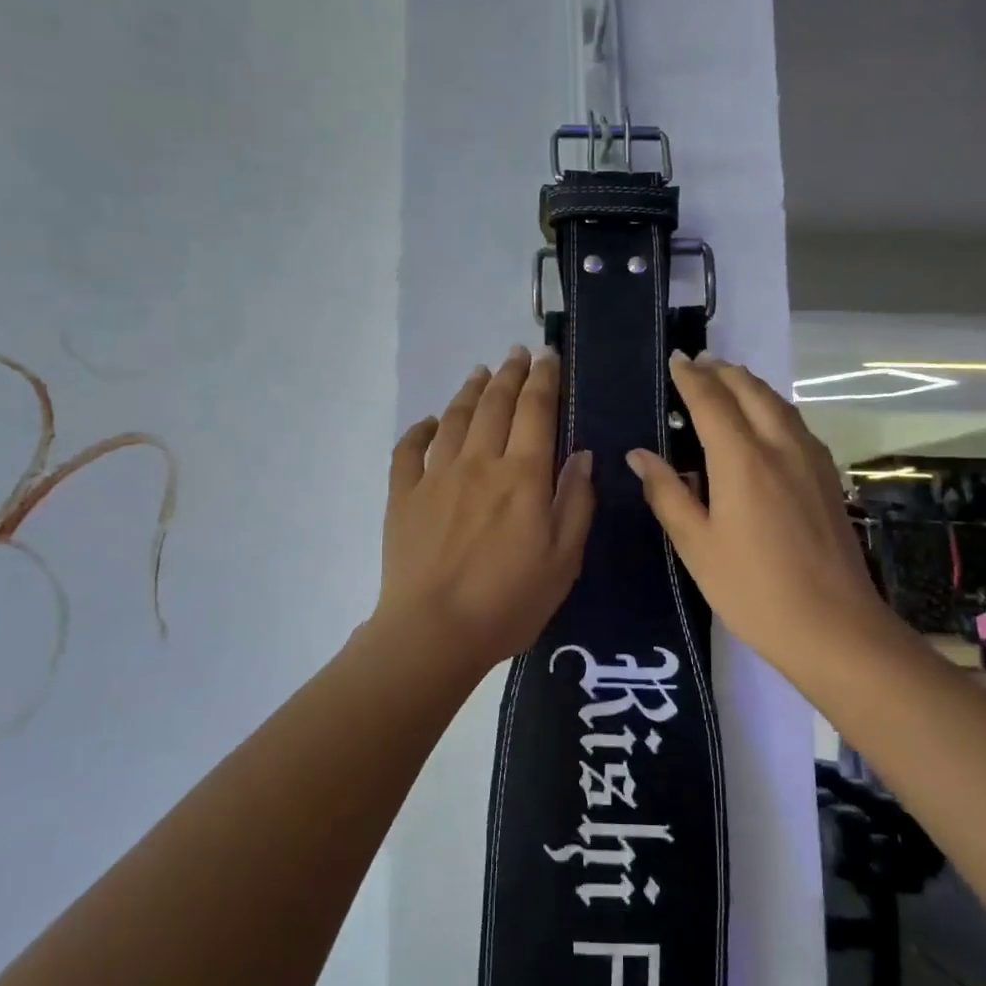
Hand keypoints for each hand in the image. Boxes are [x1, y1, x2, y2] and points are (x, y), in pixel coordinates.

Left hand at [374, 346, 595, 673]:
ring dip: (470, 391)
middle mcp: (479, 463)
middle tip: (517, 353)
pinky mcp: (402, 495)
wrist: (433, 632)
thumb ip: (576, 503)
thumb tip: (583, 455)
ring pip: (454, 419)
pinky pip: (409, 450)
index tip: (549, 358)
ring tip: (480, 373)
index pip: (536, 412)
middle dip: (510, 374)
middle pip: (495, 405)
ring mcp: (435, 476)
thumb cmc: (509, 603)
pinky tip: (430, 422)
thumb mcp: (563, 560)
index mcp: (522, 477)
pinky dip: (420, 429)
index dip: (544, 380)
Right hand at [626, 352, 882, 680]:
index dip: (691, 378)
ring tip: (729, 381)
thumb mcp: (696, 546)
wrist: (833, 626)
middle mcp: (780, 446)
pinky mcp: (828, 478)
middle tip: (699, 363)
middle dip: (723, 372)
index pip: (711, 402)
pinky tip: (767, 422)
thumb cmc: (752, 589)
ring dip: (751, 385)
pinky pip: (796, 424)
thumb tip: (639, 455)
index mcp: (742, 460)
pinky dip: (773, 407)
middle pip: (751, 391)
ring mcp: (811, 460)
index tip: (676, 360)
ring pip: (779, 404)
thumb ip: (667, 494)